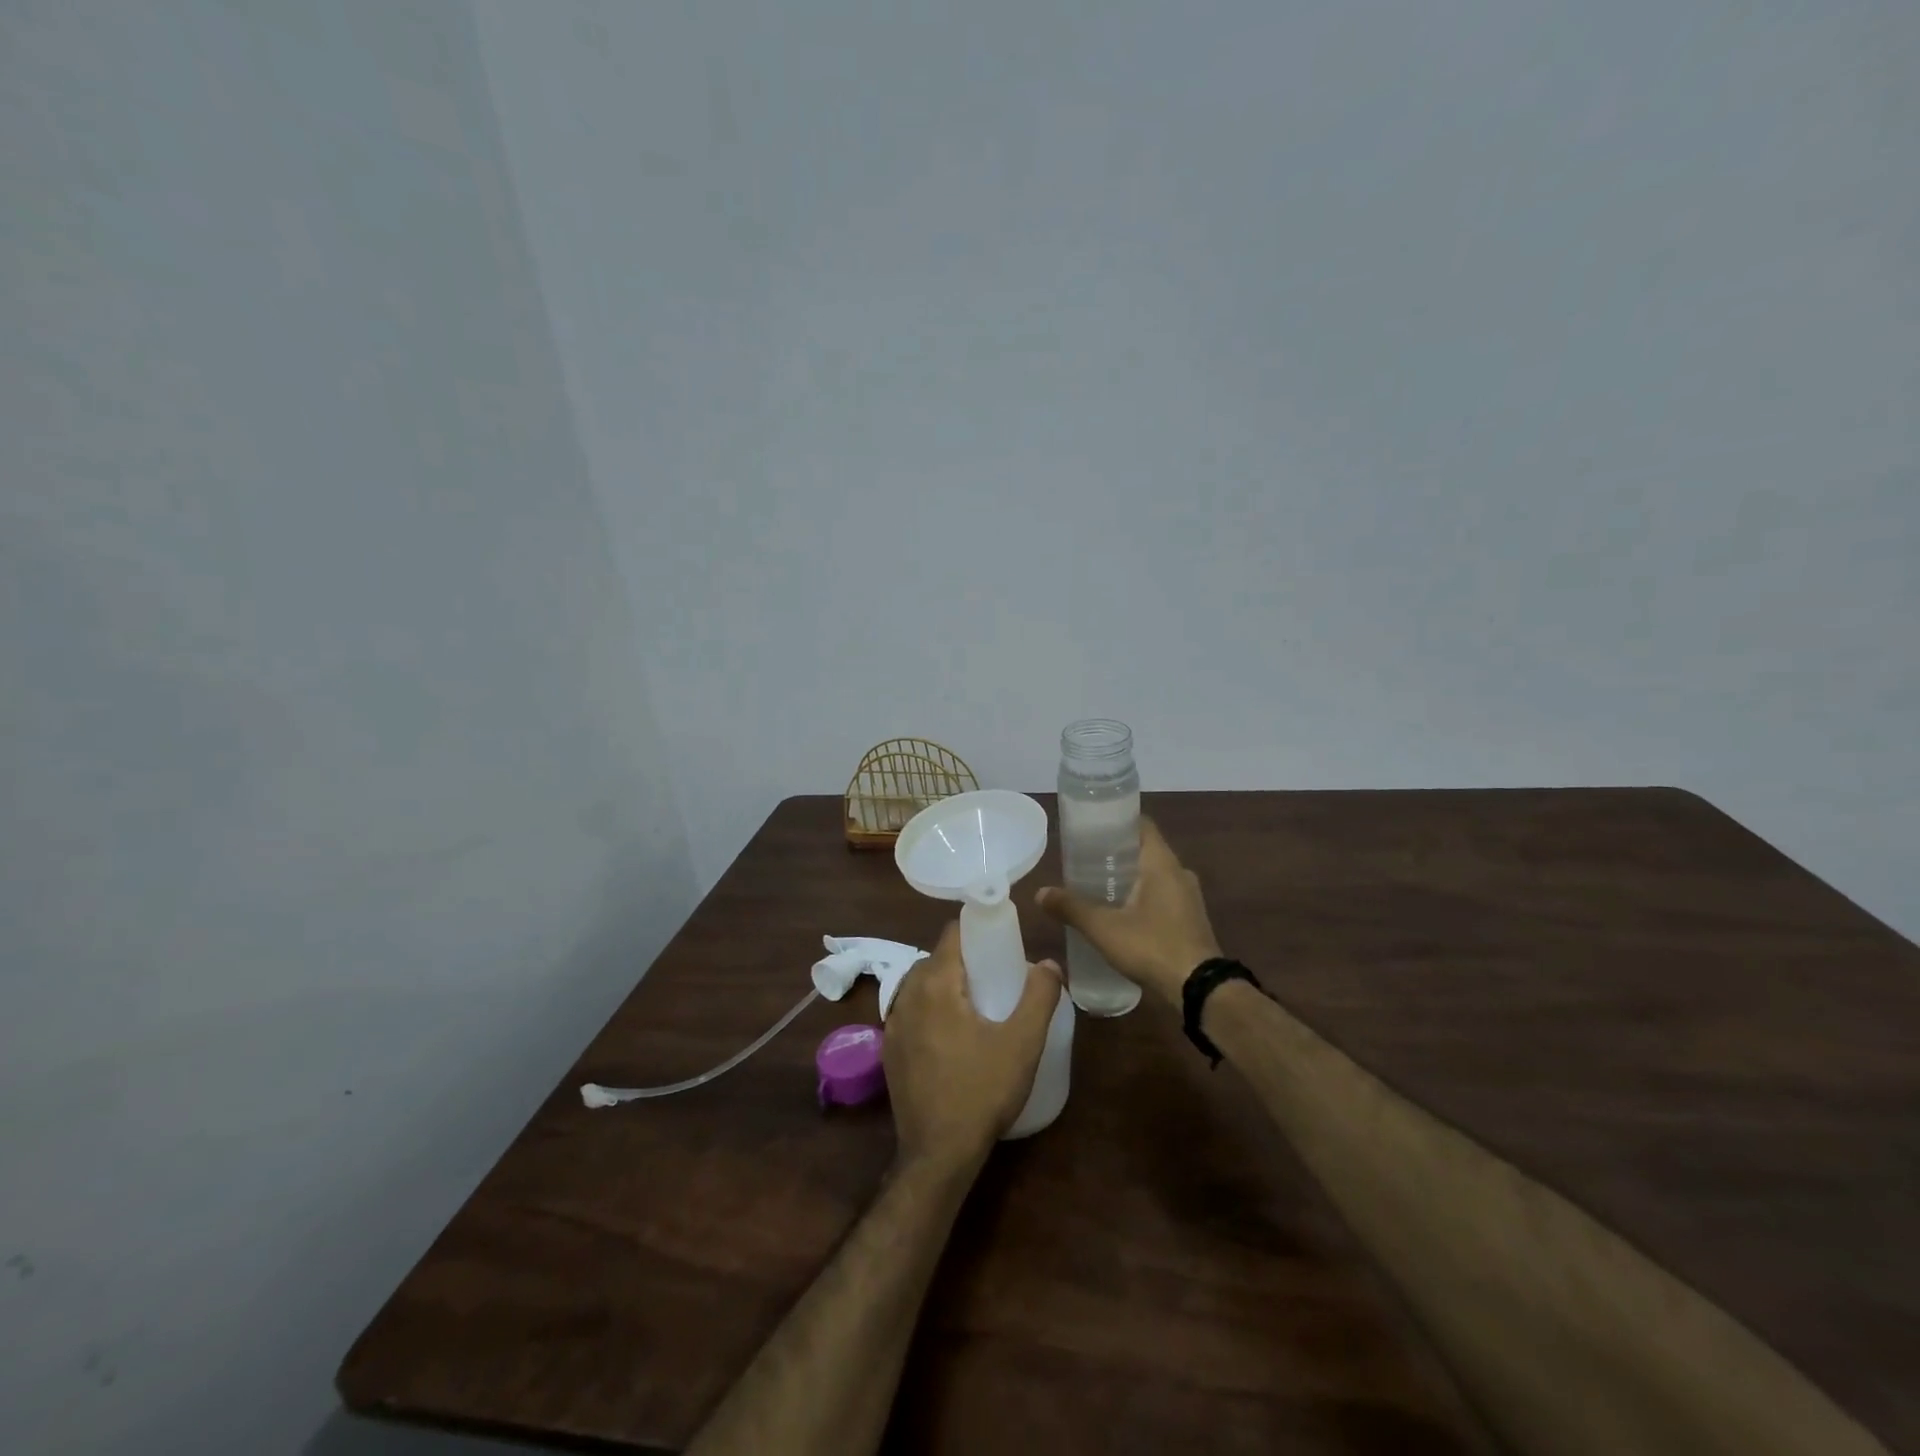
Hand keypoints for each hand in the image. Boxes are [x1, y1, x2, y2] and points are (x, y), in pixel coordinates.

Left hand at [884, 920, 1061, 1171]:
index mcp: (935, 984)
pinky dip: (930, 1010)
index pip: (952, 933)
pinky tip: (952, 1036)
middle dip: (964, 960)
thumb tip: (1048, 964)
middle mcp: (907, 995)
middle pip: (936, 959)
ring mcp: (892, 1024)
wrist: (938, 1154)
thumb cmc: (982, 1091)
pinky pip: (911, 1012)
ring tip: (976, 1007)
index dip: (977, 931)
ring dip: (946, 985)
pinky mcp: (889, 1050)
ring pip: (921, 985)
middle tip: (995, 978)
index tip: (1001, 943)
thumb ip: (1039, 996)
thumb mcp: (1023, 1043)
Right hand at [1034, 816, 1221, 1005]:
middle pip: (1145, 850)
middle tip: (1085, 859)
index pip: (1141, 824)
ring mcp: (1189, 897)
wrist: (1200, 990)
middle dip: (1116, 853)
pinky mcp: (1191, 919)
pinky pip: (1163, 896)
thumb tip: (1040, 893)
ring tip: (1098, 886)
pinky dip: (1142, 897)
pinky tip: (1121, 913)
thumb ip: (1071, 908)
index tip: (1091, 828)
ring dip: (1130, 877)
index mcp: (1162, 863)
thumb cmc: (1152, 946)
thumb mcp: (1104, 928)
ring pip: (1155, 875)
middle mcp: (1179, 873)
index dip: (1116, 821)